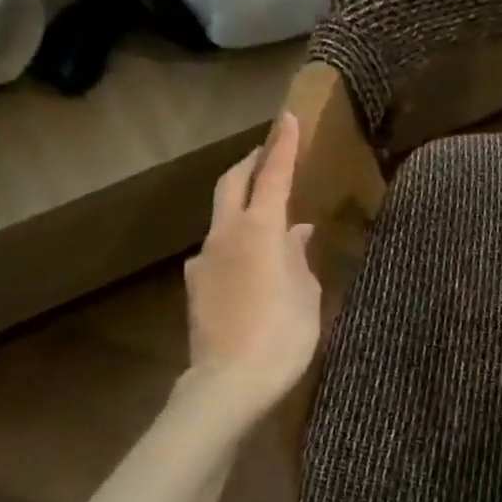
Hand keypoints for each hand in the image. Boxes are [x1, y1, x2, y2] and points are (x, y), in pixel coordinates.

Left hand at [183, 113, 320, 418]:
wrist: (229, 384)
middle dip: (251, 163)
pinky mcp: (195, 285)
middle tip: (269, 153)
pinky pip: (218, 247)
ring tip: (268, 213)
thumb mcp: (306, 293)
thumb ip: (300, 256)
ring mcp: (204, 259)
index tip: (288, 118)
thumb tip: (298, 233)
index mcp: (260, 230)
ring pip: (222, 215)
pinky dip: (236, 239)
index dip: (282, 145)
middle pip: (233, 183)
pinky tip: (251, 259)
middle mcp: (226, 234)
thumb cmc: (282, 336)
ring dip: (242, 202)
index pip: (272, 175)